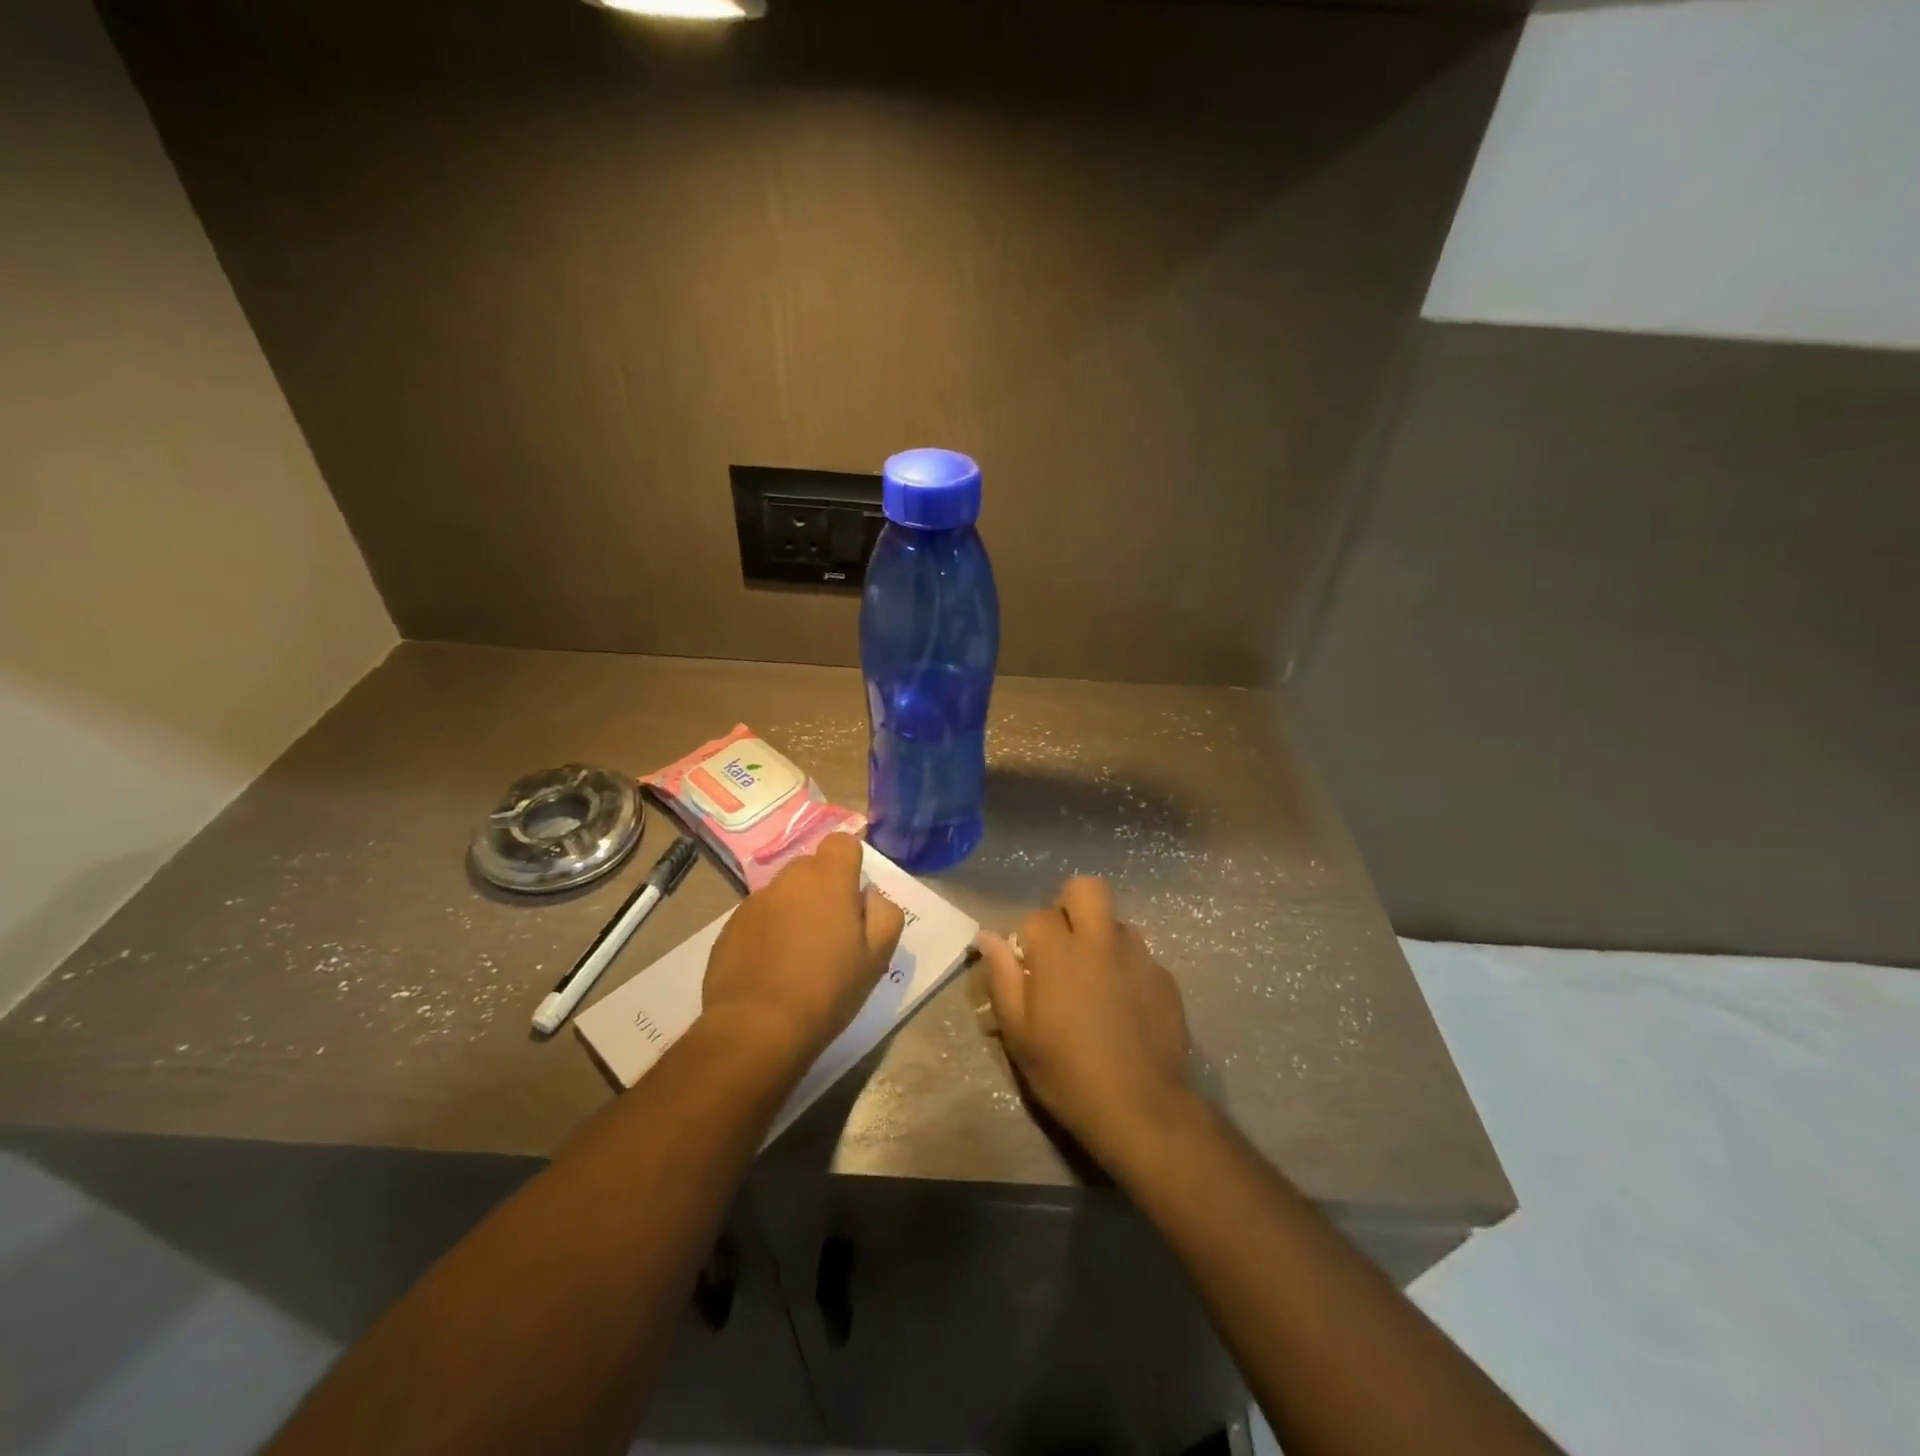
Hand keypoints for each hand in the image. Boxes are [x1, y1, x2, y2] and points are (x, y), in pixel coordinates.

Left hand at [703, 833, 904, 1069]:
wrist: (756, 1028)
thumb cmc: (827, 989)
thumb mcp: (877, 956)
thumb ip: (884, 913)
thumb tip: (869, 895)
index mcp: (828, 878)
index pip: (842, 842)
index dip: (851, 862)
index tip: (854, 895)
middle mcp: (789, 879)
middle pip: (812, 867)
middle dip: (824, 889)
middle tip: (832, 931)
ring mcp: (754, 901)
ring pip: (785, 893)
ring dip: (795, 910)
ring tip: (799, 955)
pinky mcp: (730, 926)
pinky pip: (760, 917)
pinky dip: (769, 932)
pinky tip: (772, 968)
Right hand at [977, 877, 1192, 1167]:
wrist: (1140, 1108)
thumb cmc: (1067, 1073)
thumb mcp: (1019, 1034)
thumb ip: (1002, 978)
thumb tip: (987, 937)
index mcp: (1059, 952)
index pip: (1037, 916)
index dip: (1028, 938)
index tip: (1028, 967)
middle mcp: (1100, 941)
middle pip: (1086, 888)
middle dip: (1070, 904)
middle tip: (1064, 945)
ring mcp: (1138, 956)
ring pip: (1115, 922)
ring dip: (1100, 937)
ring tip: (1095, 979)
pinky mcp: (1165, 978)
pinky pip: (1140, 956)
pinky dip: (1126, 968)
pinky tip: (1124, 1006)